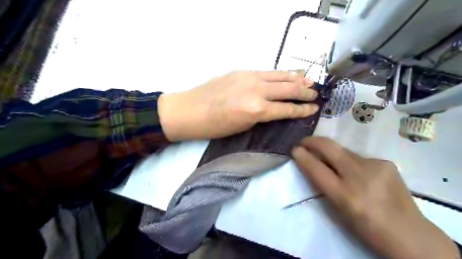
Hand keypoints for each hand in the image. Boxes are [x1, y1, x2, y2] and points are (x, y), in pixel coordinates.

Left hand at [157, 70, 319, 140]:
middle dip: (305, 92)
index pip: (287, 109)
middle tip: (316, 95)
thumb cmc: (215, 126)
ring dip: (296, 78)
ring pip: (280, 76)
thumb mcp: (243, 126)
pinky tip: (287, 75)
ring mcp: (249, 77)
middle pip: (288, 89)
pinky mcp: (242, 71)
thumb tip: (275, 109)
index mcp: (256, 110)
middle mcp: (257, 90)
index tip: (314, 109)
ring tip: (309, 81)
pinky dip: (280, 74)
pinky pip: (267, 72)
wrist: (190, 110)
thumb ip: (261, 115)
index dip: (303, 110)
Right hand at [292, 136, 457, 257]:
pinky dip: (351, 161)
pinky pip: (358, 157)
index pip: (317, 169)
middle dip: (313, 141)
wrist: (409, 232)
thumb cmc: (366, 227)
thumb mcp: (338, 210)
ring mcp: (375, 166)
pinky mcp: (385, 162)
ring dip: (332, 153)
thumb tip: (311, 164)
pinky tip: (358, 172)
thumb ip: (323, 185)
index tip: (294, 149)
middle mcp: (359, 176)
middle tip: (304, 141)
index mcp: (345, 195)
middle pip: (329, 148)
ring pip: (343, 150)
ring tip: (331, 160)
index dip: (303, 157)